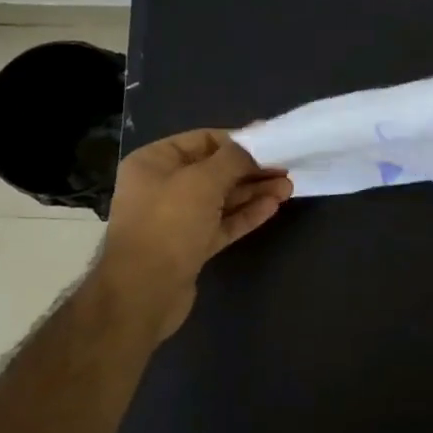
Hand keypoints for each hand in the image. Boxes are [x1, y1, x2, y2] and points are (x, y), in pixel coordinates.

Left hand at [96, 129, 291, 339]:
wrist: (144, 292)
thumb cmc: (168, 224)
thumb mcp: (202, 181)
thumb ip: (233, 159)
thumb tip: (254, 146)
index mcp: (154, 163)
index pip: (202, 140)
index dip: (237, 140)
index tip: (271, 144)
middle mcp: (163, 187)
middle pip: (215, 171)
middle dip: (251, 169)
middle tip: (285, 169)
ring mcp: (177, 219)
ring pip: (222, 199)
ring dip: (254, 192)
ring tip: (288, 188)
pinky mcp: (191, 246)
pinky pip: (222, 223)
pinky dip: (246, 214)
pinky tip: (272, 207)